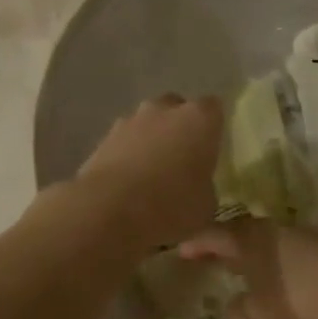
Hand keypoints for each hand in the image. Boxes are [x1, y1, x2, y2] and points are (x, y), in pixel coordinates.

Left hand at [77, 95, 223, 251]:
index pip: (214, 108)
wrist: (108, 211)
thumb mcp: (206, 209)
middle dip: (180, 129)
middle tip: (183, 160)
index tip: (212, 149)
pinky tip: (127, 184)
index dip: (213, 127)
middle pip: (177, 109)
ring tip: (152, 175)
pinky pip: (124, 142)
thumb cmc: (170, 205)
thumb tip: (200, 190)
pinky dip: (127, 156)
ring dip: (151, 141)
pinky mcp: (103, 138)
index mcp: (199, 119)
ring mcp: (130, 120)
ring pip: (147, 124)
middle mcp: (164, 110)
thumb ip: (207, 190)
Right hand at [177, 218, 317, 318]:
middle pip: (243, 232)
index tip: (181, 251)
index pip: (213, 235)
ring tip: (247, 271)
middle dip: (226, 246)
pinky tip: (283, 279)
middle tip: (212, 258)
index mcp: (249, 239)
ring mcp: (305, 235)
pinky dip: (279, 262)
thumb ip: (240, 312)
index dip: (196, 243)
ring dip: (255, 254)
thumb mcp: (260, 317)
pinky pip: (292, 251)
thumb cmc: (300, 301)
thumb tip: (232, 304)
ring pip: (270, 240)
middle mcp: (274, 230)